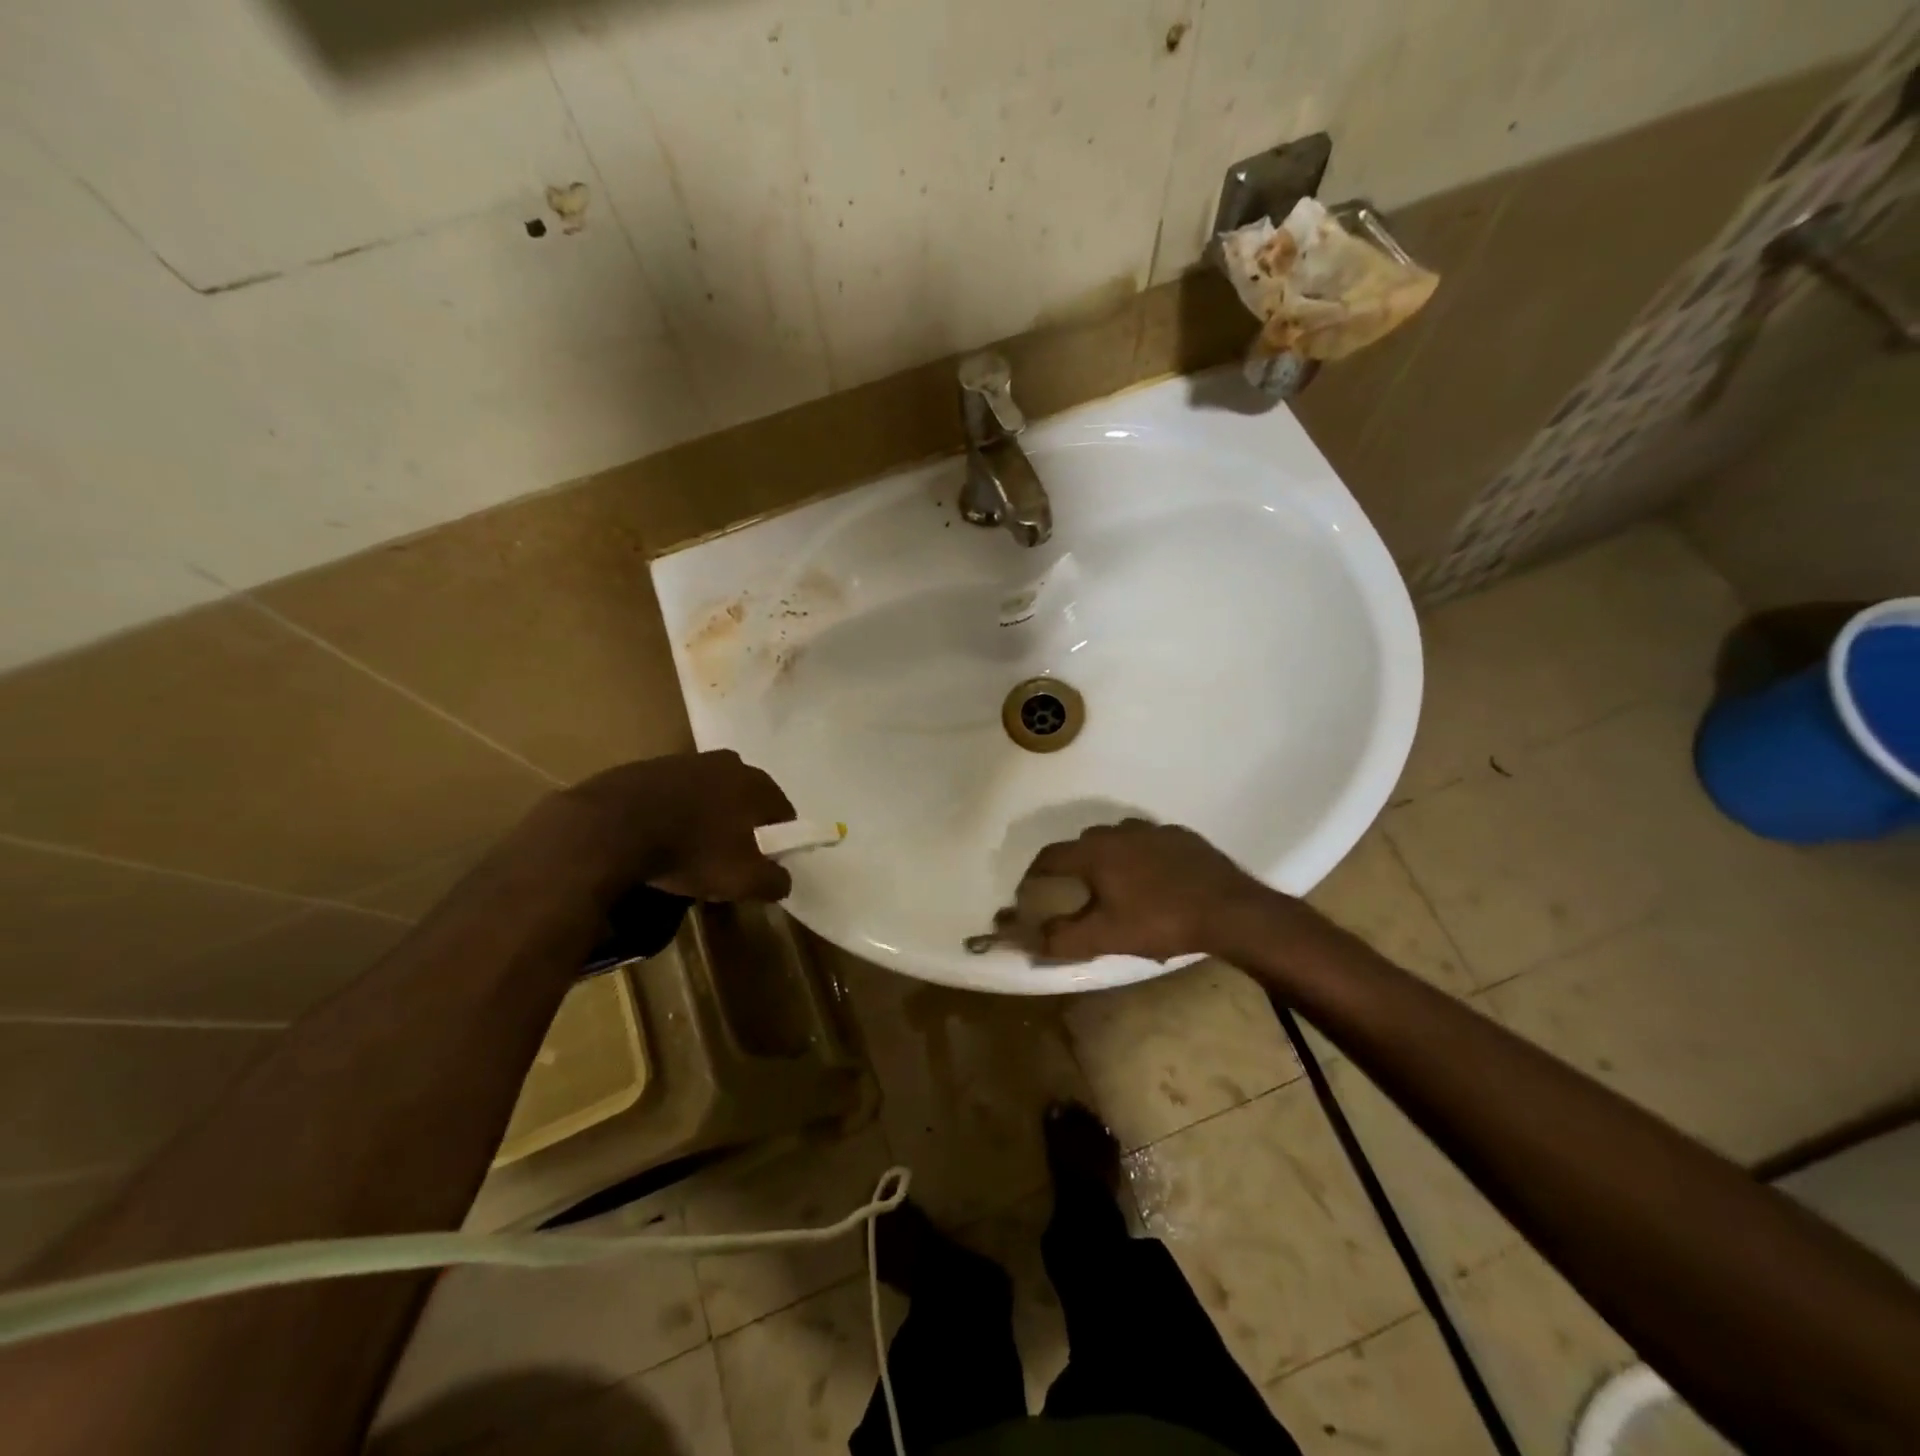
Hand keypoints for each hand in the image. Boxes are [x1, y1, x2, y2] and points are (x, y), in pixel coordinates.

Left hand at [524, 750, 796, 903]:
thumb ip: (774, 880)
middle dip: (741, 827)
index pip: (783, 814)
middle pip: (745, 800)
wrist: (609, 828)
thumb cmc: (691, 852)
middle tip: (728, 860)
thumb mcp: (743, 880)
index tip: (763, 867)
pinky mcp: (646, 767)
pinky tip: (658, 839)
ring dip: (706, 818)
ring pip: (708, 795)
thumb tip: (783, 880)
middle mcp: (728, 762)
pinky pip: (672, 795)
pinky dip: (672, 814)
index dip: (777, 842)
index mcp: (757, 783)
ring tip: (690, 851)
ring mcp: (685, 760)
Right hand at [1012, 819, 1280, 961]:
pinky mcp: (1182, 836)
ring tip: (1117, 888)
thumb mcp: (1106, 937)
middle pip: (1083, 845)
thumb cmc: (1160, 921)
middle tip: (1077, 895)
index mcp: (1094, 852)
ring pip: (1117, 841)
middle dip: (1073, 867)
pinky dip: (1142, 858)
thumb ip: (1061, 938)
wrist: (1229, 910)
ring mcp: (1153, 830)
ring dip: (1109, 859)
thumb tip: (1026, 940)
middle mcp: (1118, 831)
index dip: (1035, 875)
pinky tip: (1155, 882)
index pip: (1049, 857)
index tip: (1031, 893)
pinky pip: (1149, 844)